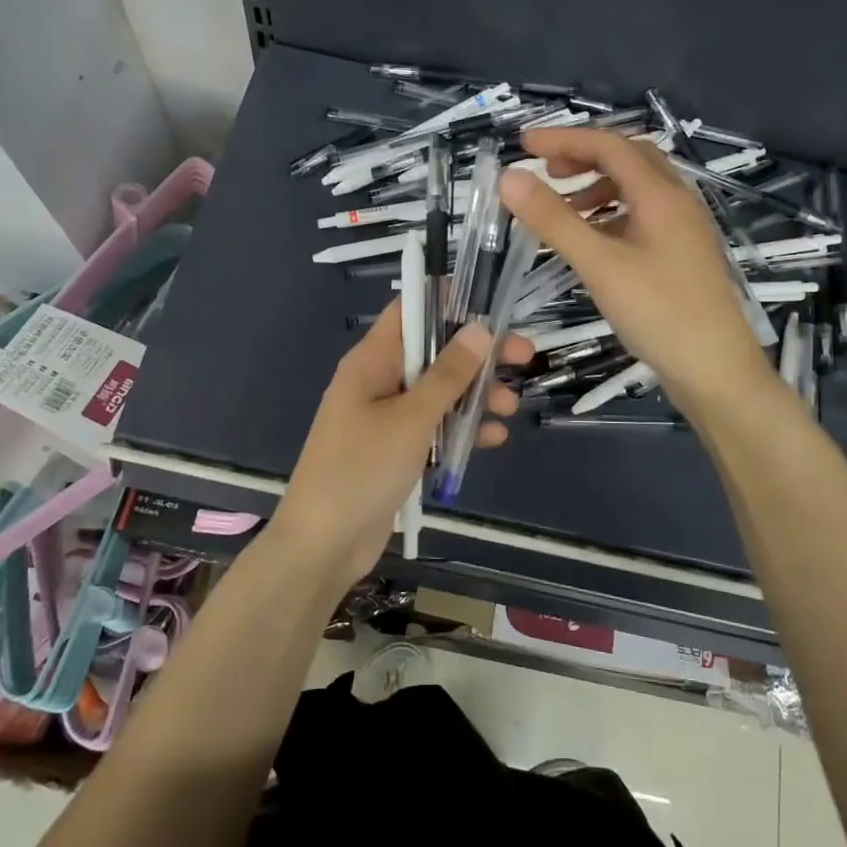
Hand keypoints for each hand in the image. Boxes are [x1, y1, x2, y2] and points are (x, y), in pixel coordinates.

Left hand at [268, 301, 531, 585]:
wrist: (324, 545)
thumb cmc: (361, 470)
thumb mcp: (410, 419)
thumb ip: (447, 375)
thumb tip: (479, 328)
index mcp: (371, 362)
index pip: (410, 311)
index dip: (448, 301)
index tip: (492, 308)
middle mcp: (378, 382)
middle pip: (433, 352)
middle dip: (477, 356)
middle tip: (523, 357)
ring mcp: (386, 418)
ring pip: (439, 392)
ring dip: (475, 396)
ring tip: (509, 409)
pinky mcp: (396, 450)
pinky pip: (434, 428)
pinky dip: (460, 429)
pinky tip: (492, 438)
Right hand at [499, 127, 770, 414]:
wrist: (716, 371)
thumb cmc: (659, 313)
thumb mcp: (599, 264)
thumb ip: (553, 220)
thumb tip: (510, 176)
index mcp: (660, 195)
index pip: (609, 145)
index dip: (564, 139)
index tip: (523, 144)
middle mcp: (677, 202)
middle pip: (629, 159)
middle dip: (584, 157)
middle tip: (546, 172)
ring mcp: (683, 230)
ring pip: (637, 189)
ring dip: (597, 187)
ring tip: (562, 208)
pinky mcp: (682, 256)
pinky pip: (643, 218)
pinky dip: (611, 215)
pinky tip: (593, 241)